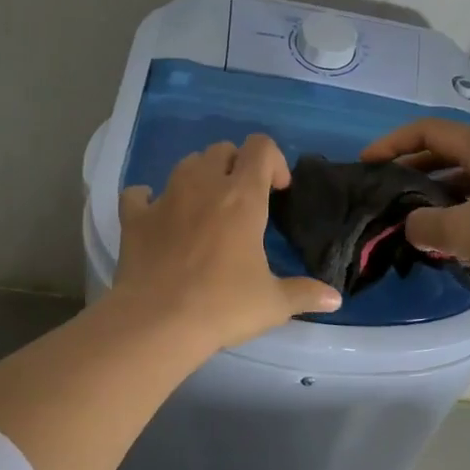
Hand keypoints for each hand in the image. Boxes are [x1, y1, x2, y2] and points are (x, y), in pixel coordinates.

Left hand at [111, 134, 340, 352]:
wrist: (158, 322)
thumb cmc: (223, 306)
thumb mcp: (273, 303)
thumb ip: (305, 294)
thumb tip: (335, 298)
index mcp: (242, 197)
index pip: (260, 148)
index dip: (273, 160)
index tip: (278, 191)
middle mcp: (204, 185)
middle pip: (221, 150)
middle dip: (236, 166)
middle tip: (243, 200)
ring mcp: (165, 198)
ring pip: (185, 164)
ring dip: (199, 176)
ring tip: (205, 206)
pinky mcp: (134, 218)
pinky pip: (139, 194)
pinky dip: (148, 200)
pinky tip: (157, 218)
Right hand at [360, 119, 469, 298]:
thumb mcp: (462, 232)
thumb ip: (422, 226)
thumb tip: (411, 225)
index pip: (427, 131)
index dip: (391, 143)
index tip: (366, 163)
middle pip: (445, 152)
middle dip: (410, 168)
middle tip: (384, 191)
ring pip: (464, 177)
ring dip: (434, 192)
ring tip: (410, 217)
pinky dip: (458, 209)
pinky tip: (448, 237)